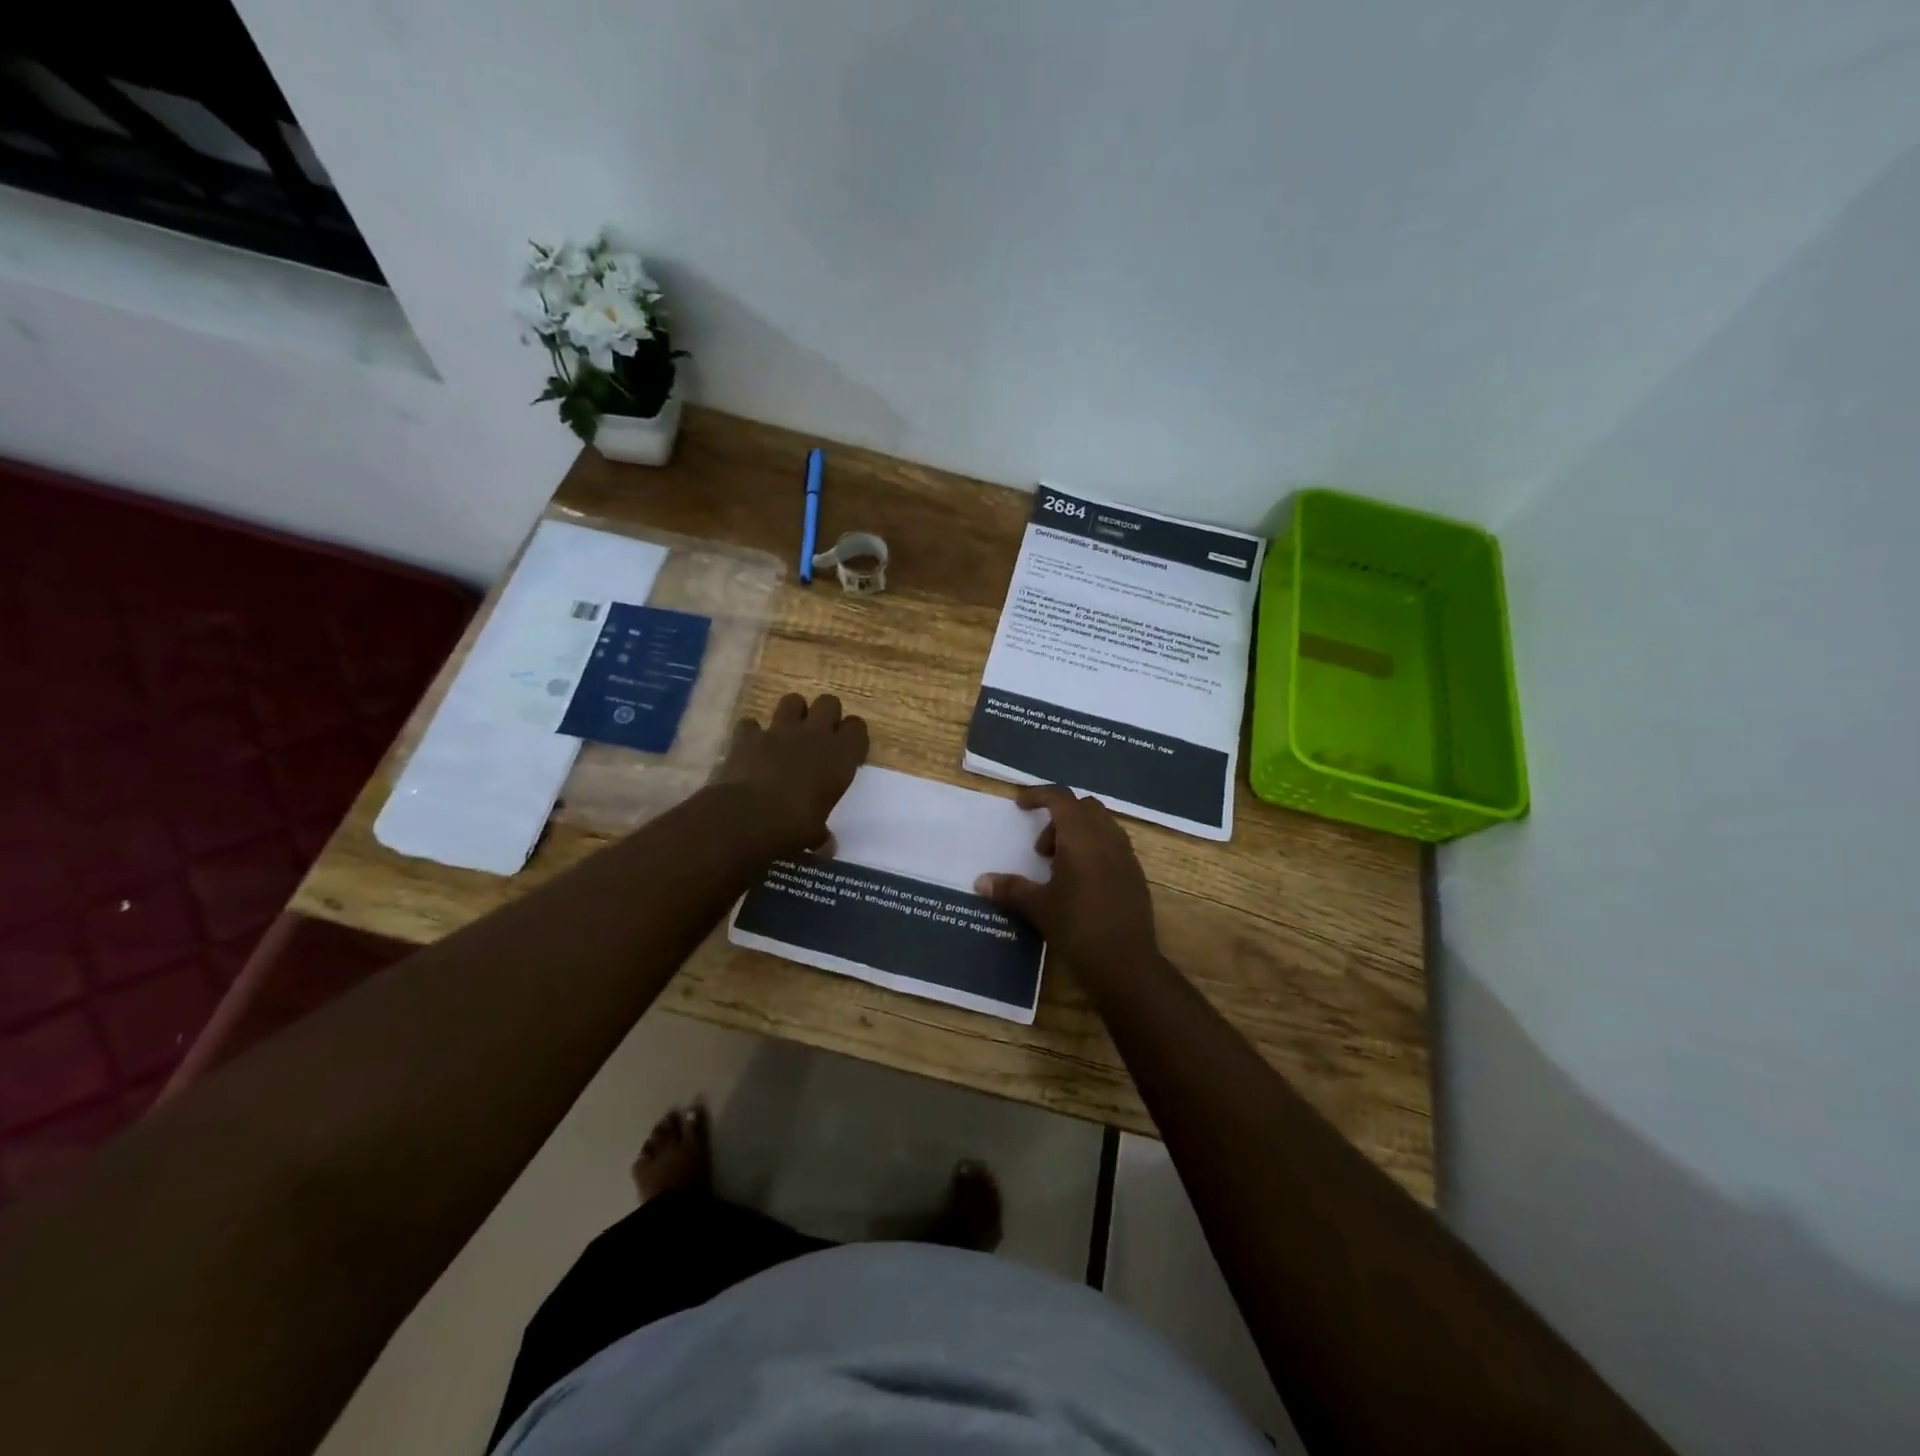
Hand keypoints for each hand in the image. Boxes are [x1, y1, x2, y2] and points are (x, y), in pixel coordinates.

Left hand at [712, 693, 867, 854]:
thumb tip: (827, 847)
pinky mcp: (747, 736)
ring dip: (791, 713)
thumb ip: (822, 835)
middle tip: (819, 735)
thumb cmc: (795, 825)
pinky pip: (751, 724)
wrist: (748, 816)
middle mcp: (814, 735)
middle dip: (825, 714)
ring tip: (787, 733)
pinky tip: (751, 747)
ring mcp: (779, 731)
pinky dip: (751, 733)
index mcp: (841, 756)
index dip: (852, 736)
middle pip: (829, 703)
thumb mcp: (816, 834)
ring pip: (792, 701)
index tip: (847, 751)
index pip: (857, 728)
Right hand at [975, 785, 1160, 977]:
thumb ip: (1010, 888)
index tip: (1020, 806)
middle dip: (1059, 818)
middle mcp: (1107, 837)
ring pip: (1102, 825)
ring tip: (1059, 867)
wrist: (1125, 963)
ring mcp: (1126, 855)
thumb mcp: (1038, 907)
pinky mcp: (1136, 875)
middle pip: (1084, 807)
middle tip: (1042, 850)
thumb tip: (981, 881)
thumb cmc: (1077, 927)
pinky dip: (1095, 850)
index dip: (1039, 795)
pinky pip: (1114, 846)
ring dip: (1078, 834)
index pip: (1061, 797)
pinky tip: (1081, 883)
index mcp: (1081, 836)